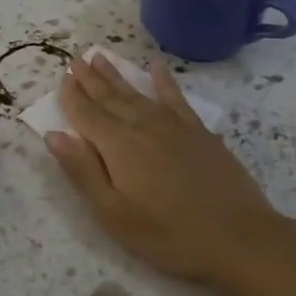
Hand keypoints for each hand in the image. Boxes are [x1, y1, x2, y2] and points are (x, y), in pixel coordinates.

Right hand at [44, 53, 295, 295]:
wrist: (240, 238)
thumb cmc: (169, 235)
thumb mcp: (114, 215)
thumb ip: (82, 172)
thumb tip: (54, 135)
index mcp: (118, 147)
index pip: (86, 114)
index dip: (71, 96)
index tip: (62, 76)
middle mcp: (142, 126)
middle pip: (110, 98)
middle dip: (90, 78)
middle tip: (75, 58)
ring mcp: (173, 126)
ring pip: (137, 93)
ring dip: (117, 74)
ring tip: (101, 56)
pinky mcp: (199, 132)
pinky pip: (176, 97)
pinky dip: (164, 80)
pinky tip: (156, 66)